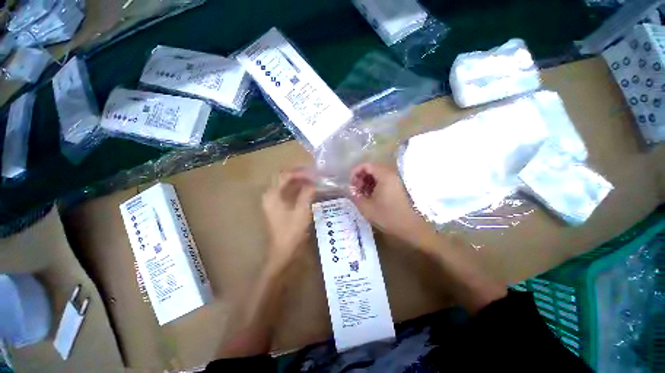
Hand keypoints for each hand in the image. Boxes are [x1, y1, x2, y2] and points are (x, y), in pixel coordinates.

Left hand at [262, 169, 314, 267]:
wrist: (283, 251)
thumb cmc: (291, 231)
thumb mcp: (302, 211)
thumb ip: (307, 194)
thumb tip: (312, 182)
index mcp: (272, 196)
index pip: (284, 176)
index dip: (298, 172)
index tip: (312, 172)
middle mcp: (270, 196)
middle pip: (283, 179)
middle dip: (298, 175)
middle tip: (313, 175)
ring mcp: (273, 202)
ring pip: (285, 186)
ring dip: (298, 182)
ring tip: (312, 181)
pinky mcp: (278, 208)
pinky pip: (287, 193)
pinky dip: (297, 190)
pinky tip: (307, 190)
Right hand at [349, 163, 436, 248]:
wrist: (412, 227)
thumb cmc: (388, 216)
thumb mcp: (367, 208)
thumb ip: (355, 196)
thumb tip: (350, 190)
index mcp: (384, 176)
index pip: (366, 165)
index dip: (355, 172)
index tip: (350, 184)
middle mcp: (392, 174)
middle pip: (372, 169)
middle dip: (361, 178)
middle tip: (356, 190)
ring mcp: (397, 180)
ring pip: (378, 175)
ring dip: (368, 182)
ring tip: (363, 194)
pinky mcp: (399, 187)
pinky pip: (384, 181)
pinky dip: (376, 186)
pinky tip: (372, 197)